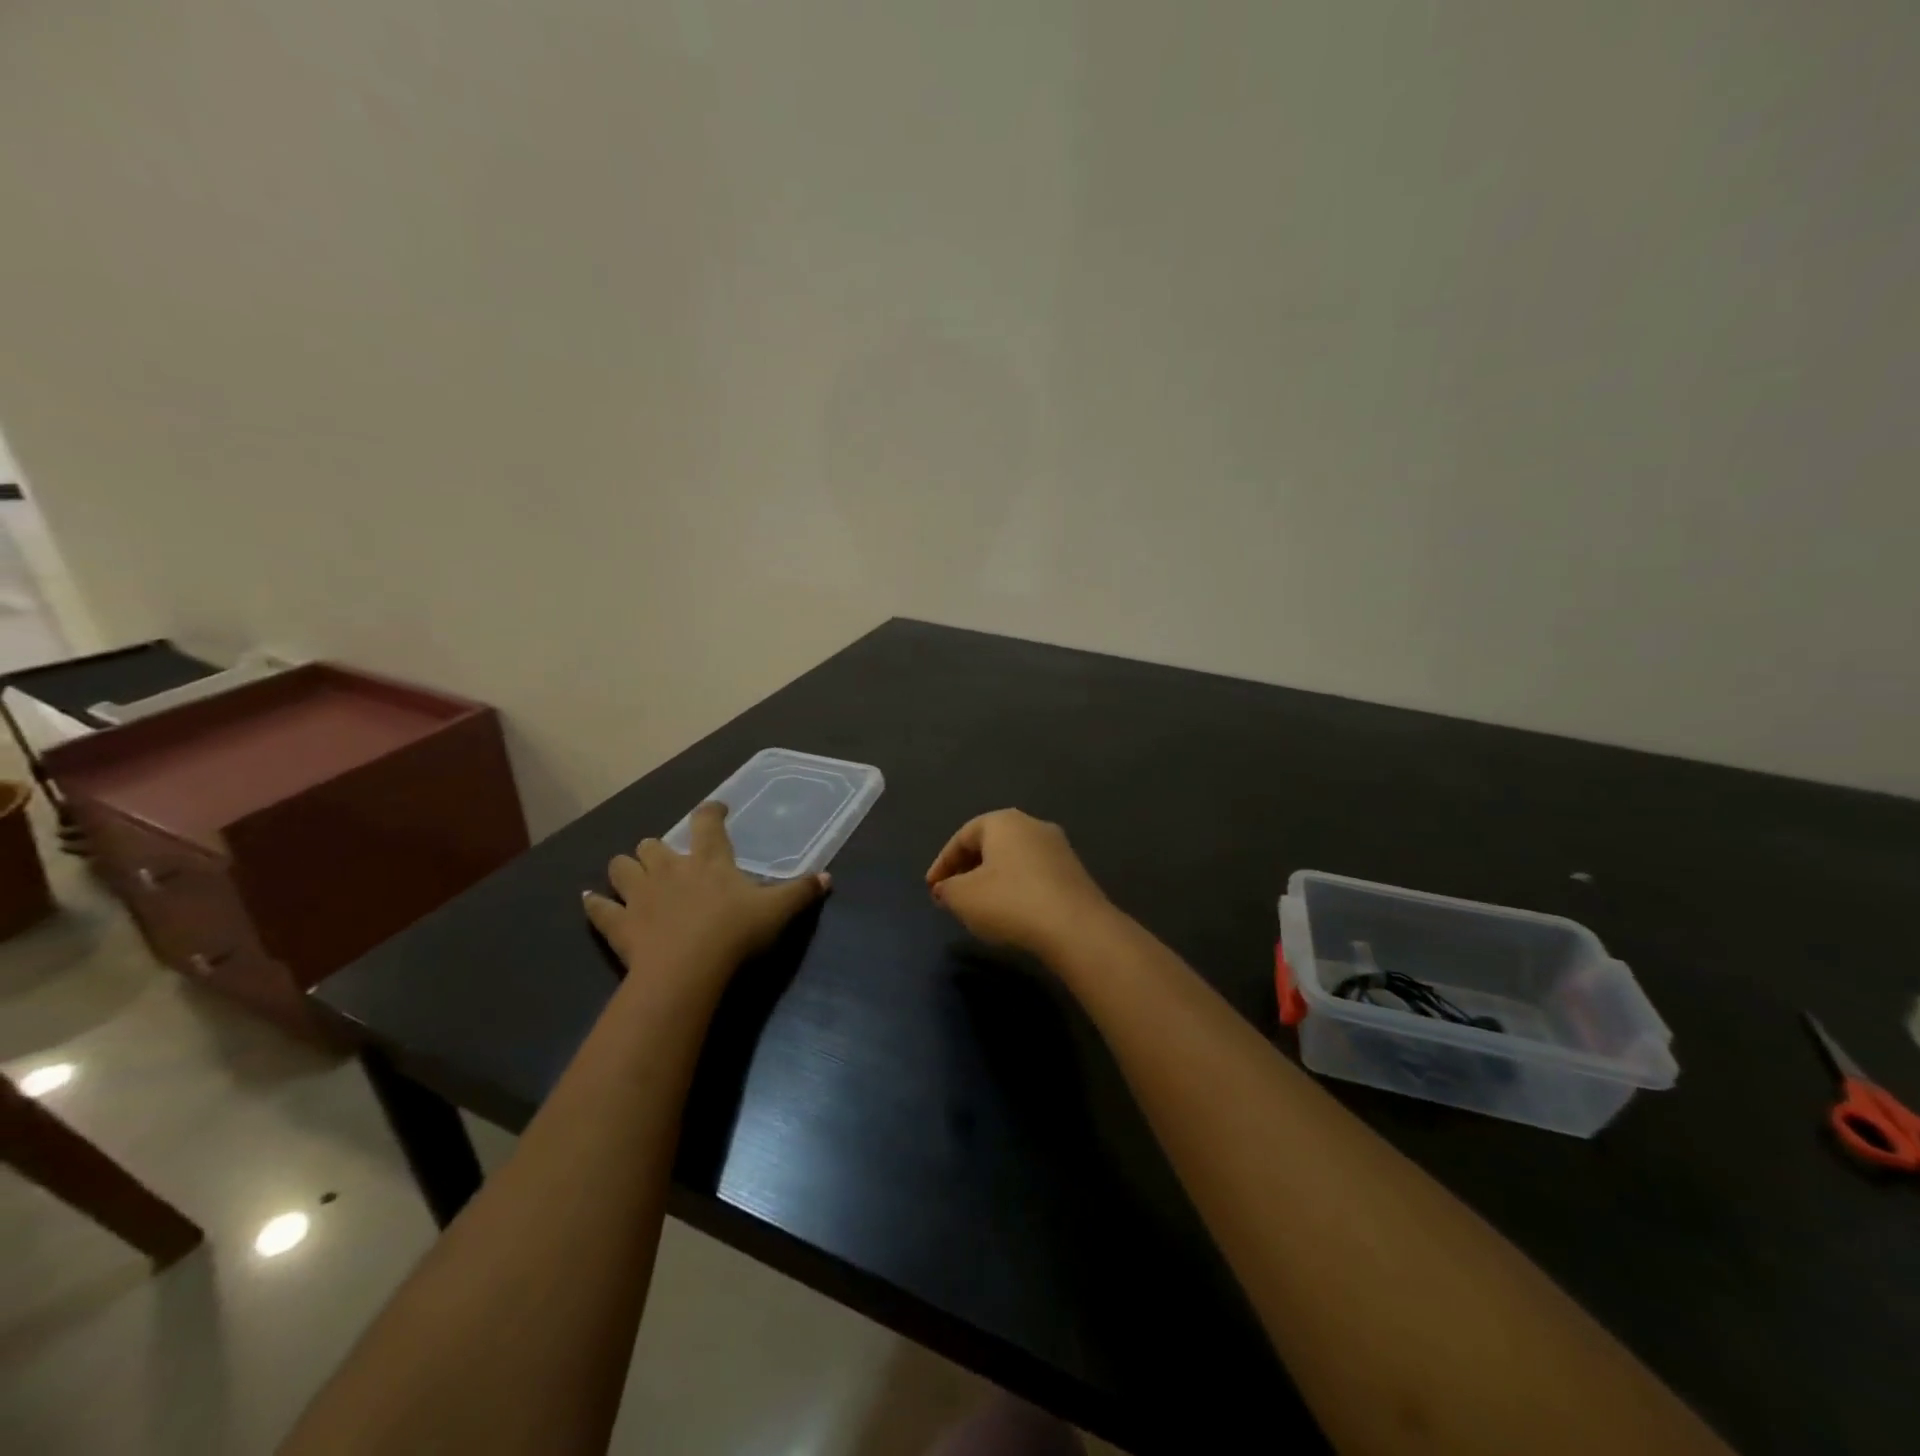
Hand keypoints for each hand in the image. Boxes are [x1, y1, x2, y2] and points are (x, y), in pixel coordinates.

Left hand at [585, 803, 828, 986]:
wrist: (688, 971)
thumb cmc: (736, 933)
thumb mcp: (778, 911)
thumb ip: (802, 892)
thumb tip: (827, 877)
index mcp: (709, 861)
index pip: (707, 823)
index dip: (711, 812)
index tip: (716, 809)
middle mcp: (670, 869)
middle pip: (654, 845)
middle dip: (658, 847)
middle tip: (668, 858)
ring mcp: (640, 895)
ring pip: (621, 867)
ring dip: (625, 868)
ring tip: (631, 874)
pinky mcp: (619, 924)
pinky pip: (599, 909)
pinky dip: (595, 904)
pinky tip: (591, 901)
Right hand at [925, 809, 1113, 959]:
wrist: (1076, 927)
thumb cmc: (1010, 902)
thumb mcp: (963, 897)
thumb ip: (947, 889)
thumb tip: (946, 888)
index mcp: (1003, 821)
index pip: (963, 836)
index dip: (942, 863)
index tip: (932, 889)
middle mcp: (1032, 825)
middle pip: (990, 844)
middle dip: (968, 868)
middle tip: (952, 893)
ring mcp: (1058, 848)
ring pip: (1014, 859)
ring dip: (993, 879)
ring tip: (979, 905)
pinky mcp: (1074, 872)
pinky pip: (1034, 875)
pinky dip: (1016, 888)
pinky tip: (1011, 912)